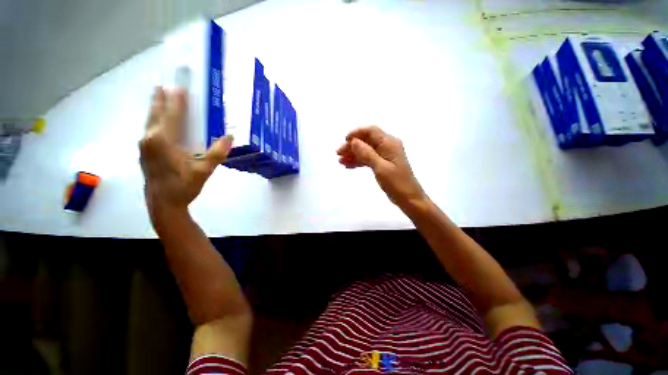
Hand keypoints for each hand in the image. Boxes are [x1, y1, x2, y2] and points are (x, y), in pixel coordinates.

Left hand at [140, 87, 232, 216]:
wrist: (163, 204)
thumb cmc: (183, 186)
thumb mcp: (204, 170)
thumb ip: (217, 153)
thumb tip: (230, 137)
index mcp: (163, 140)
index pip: (171, 115)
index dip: (176, 101)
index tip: (179, 87)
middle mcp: (149, 139)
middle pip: (155, 114)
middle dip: (159, 99)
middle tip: (162, 86)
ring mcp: (144, 146)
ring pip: (150, 122)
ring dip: (155, 109)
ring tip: (159, 99)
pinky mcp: (144, 153)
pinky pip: (149, 131)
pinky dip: (155, 121)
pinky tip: (159, 123)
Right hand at [337, 126, 425, 208]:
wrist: (409, 199)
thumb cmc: (396, 183)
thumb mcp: (380, 167)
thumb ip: (367, 153)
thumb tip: (354, 141)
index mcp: (389, 143)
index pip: (371, 131)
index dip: (356, 133)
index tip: (344, 140)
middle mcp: (387, 146)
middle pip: (366, 141)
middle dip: (352, 146)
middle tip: (338, 153)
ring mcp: (385, 156)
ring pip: (366, 150)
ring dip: (353, 154)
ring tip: (340, 161)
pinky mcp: (383, 164)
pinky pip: (368, 159)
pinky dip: (358, 161)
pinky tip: (348, 166)